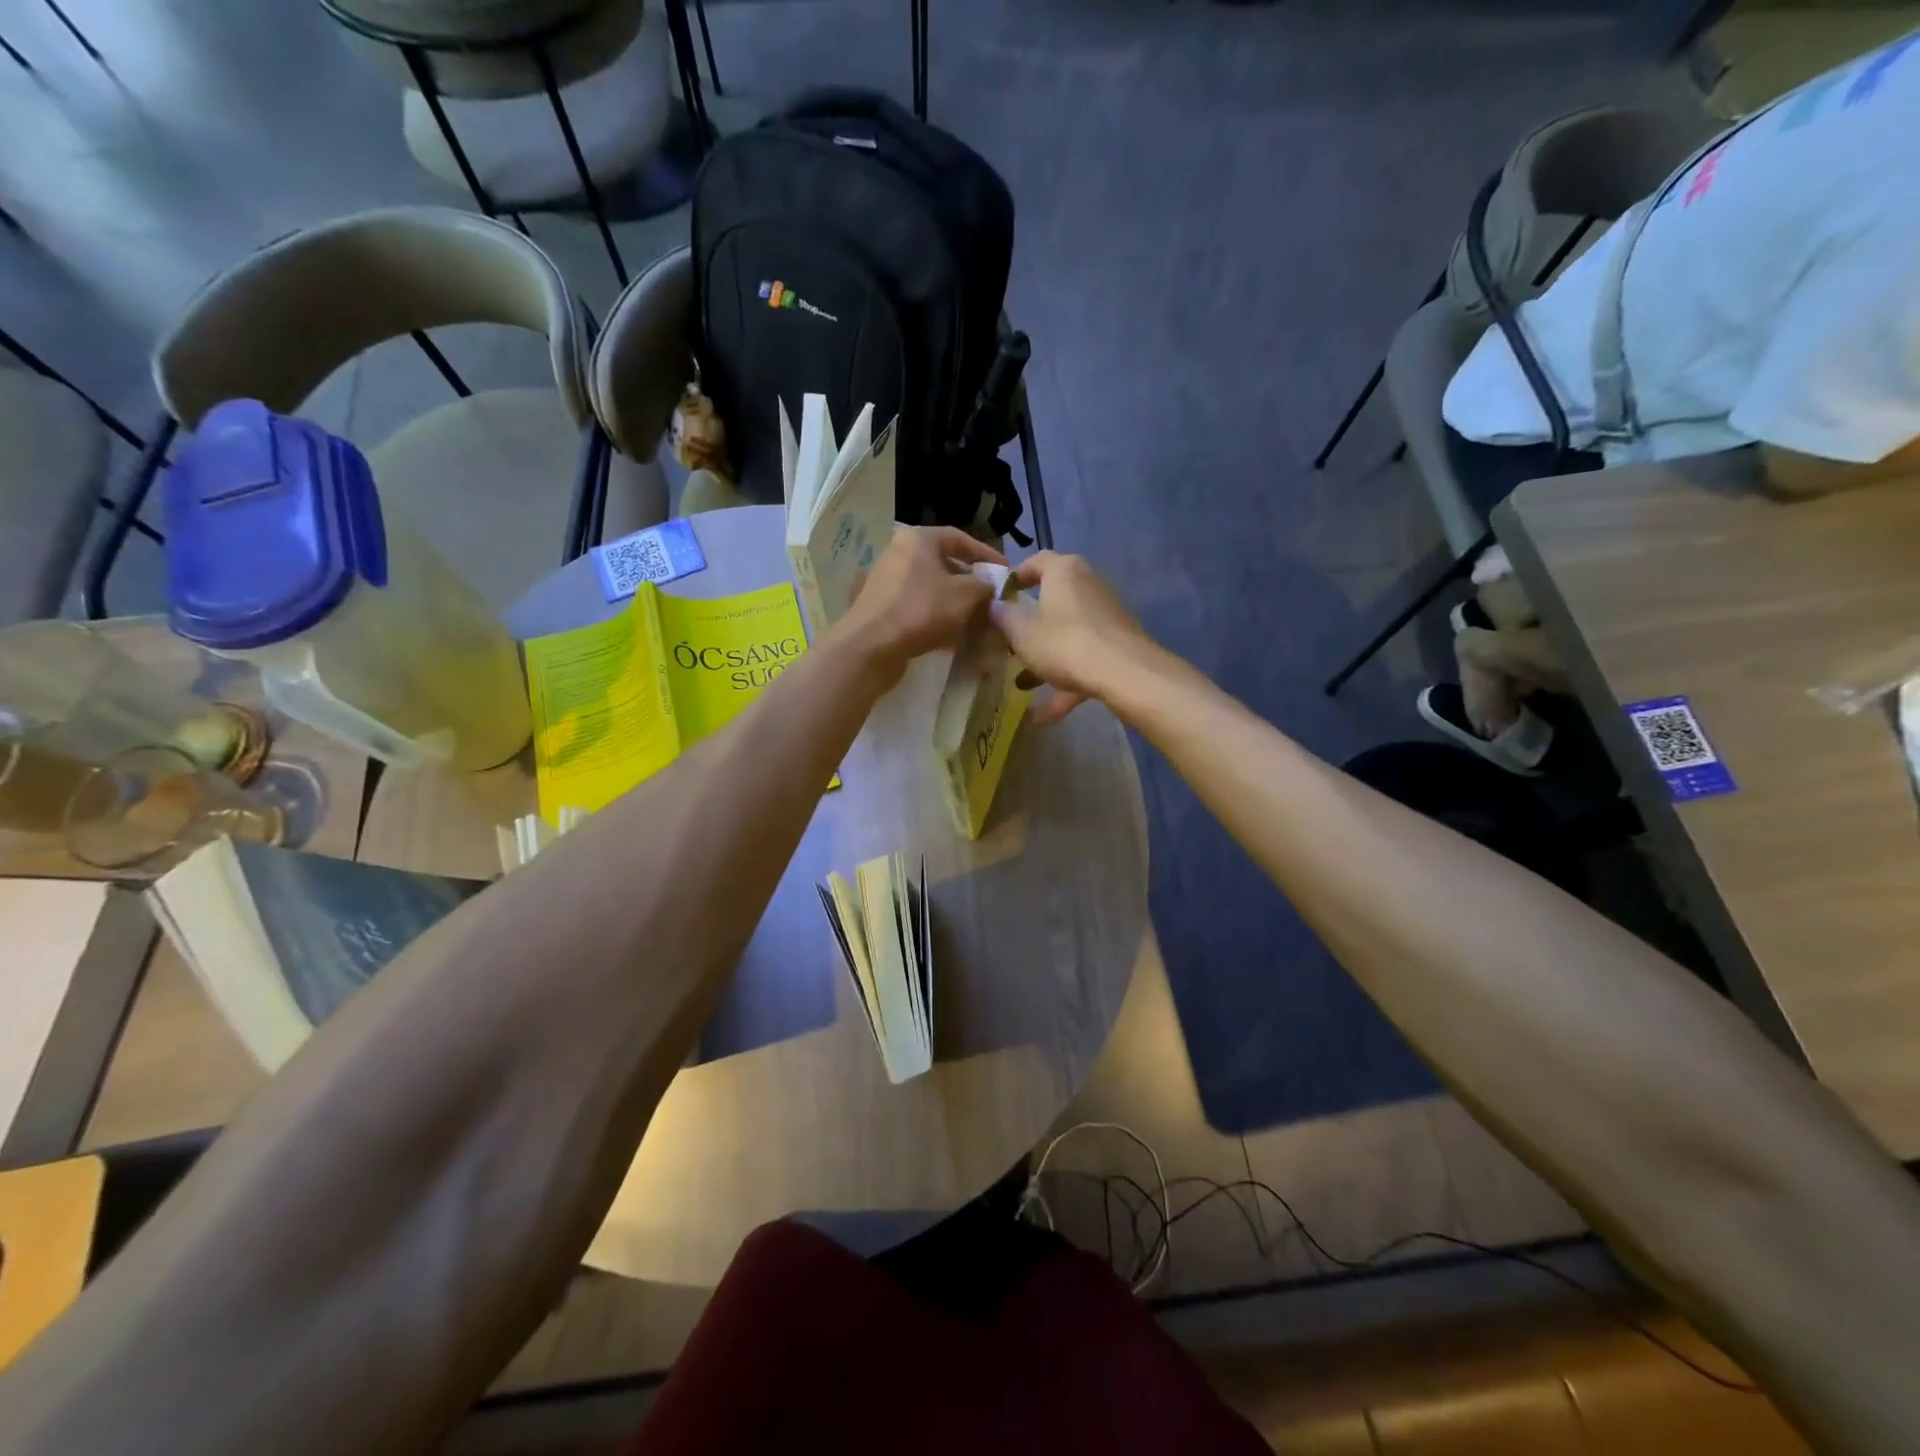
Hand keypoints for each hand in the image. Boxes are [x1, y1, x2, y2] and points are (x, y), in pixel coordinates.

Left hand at [836, 526, 1005, 683]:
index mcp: (919, 539)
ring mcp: (886, 580)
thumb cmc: (922, 610)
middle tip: (991, 600)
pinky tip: (950, 637)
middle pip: (944, 564)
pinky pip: (917, 606)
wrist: (871, 646)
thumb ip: (985, 586)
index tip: (1005, 572)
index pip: (960, 539)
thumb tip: (990, 587)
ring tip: (975, 621)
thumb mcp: (966, 595)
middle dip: (970, 583)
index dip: (986, 555)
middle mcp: (899, 553)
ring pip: (931, 588)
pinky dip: (935, 617)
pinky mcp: (880, 607)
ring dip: (954, 603)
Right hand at [989, 552, 1155, 722]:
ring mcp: (1106, 614)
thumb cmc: (1064, 644)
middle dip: (1031, 623)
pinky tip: (1046, 715)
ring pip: (1068, 632)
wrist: (1125, 673)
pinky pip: (1085, 657)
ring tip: (1024, 684)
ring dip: (1047, 657)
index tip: (1001, 597)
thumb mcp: (1022, 634)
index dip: (1016, 576)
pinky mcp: (1118, 642)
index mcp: (1063, 572)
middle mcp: (1088, 584)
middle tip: (1011, 641)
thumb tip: (993, 606)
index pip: (1036, 561)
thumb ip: (1004, 618)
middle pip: (1054, 599)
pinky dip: (1067, 681)